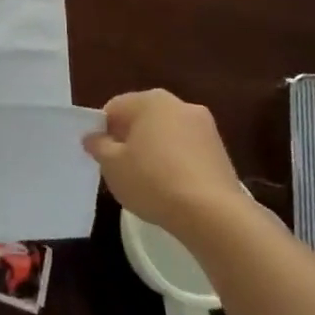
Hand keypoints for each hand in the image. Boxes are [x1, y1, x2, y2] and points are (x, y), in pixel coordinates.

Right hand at [82, 89, 239, 231]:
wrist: (213, 214)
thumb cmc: (153, 181)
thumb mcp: (112, 165)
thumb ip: (98, 145)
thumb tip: (93, 137)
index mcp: (150, 100)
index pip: (115, 108)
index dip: (103, 131)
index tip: (102, 157)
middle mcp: (179, 104)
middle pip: (143, 118)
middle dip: (130, 139)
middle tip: (122, 168)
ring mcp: (205, 127)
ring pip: (166, 134)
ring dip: (154, 150)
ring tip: (148, 182)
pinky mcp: (221, 151)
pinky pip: (187, 150)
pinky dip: (176, 162)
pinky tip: (172, 188)